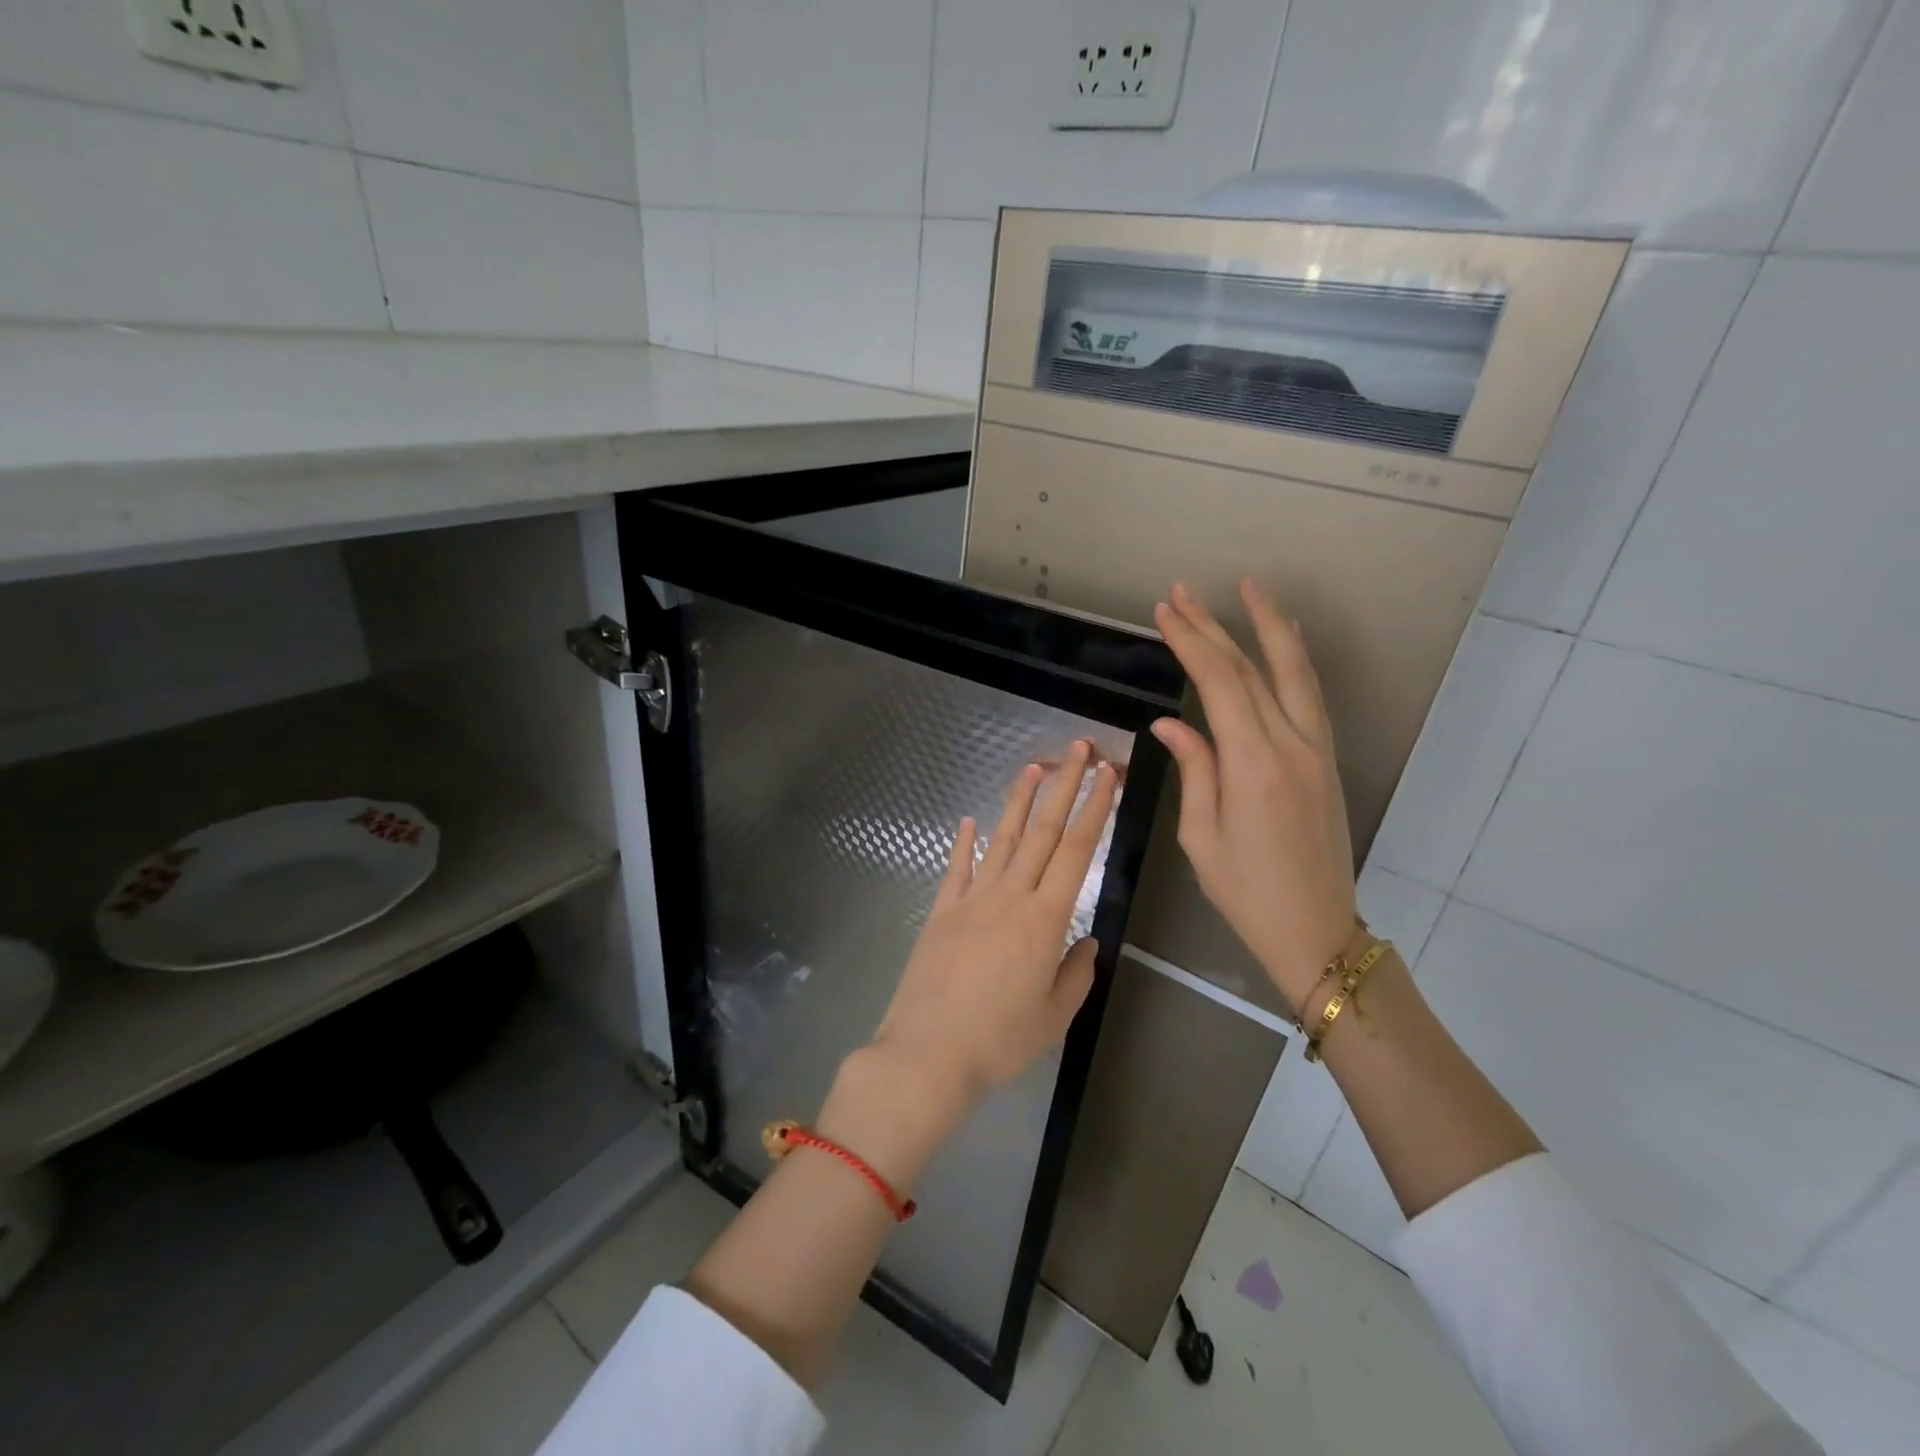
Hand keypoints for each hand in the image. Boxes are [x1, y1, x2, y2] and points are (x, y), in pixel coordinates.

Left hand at [869, 740, 1116, 1115]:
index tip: (1108, 777)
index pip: (1076, 851)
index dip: (1095, 809)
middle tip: (1079, 749)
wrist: (927, 1055)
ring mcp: (971, 900)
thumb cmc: (999, 1042)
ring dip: (1019, 801)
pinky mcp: (941, 913)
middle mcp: (1009, 897)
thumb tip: (1086, 941)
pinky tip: (969, 821)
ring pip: (1001, 839)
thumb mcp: (1054, 1016)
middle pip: (1042, 831)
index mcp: (1045, 919)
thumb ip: (1076, 973)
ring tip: (1035, 767)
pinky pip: (956, 868)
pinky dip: (964, 843)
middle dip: (1065, 786)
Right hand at [1150, 581, 1356, 1013]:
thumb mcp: (1202, 835)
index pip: (1219, 683)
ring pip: (1293, 672)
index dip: (1191, 641)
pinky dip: (1296, 659)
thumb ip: (1194, 769)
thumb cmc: (1245, 891)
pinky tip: (1287, 638)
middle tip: (1182, 593)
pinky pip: (1311, 695)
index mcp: (1253, 765)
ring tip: (1247, 589)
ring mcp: (1316, 749)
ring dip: (1269, 626)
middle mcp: (1291, 744)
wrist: (1316, 929)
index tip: (1165, 612)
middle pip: (1252, 668)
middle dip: (1215, 626)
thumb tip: (1170, 724)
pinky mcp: (1326, 759)